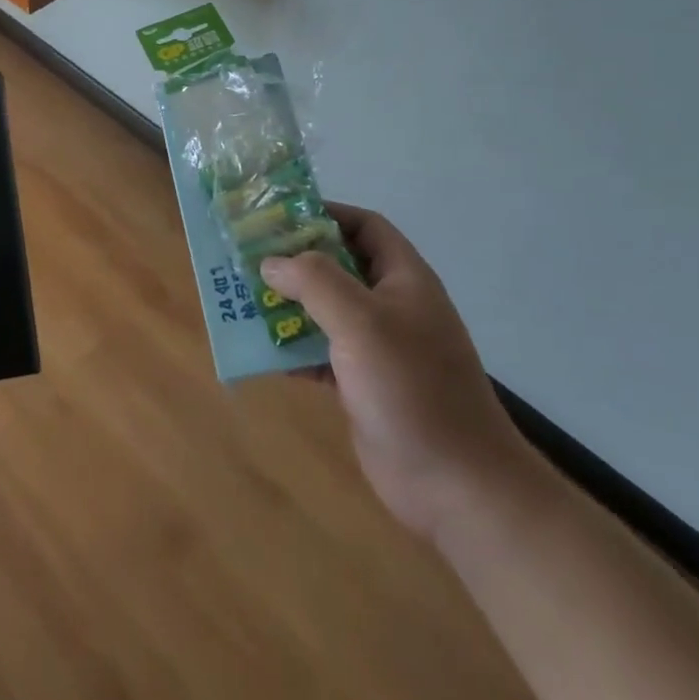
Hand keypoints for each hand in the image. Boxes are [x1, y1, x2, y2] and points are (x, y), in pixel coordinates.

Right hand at [261, 202, 534, 542]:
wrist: (456, 485)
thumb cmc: (411, 388)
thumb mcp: (361, 321)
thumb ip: (314, 281)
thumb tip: (271, 261)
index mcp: (403, 279)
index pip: (365, 226)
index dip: (325, 214)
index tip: (278, 216)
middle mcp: (391, 307)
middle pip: (338, 267)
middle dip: (294, 261)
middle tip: (247, 257)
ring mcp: (378, 348)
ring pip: (324, 311)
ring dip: (287, 304)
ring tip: (242, 298)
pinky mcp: (363, 385)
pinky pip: (320, 353)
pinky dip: (292, 348)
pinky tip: (260, 350)